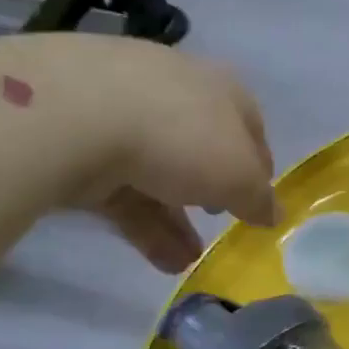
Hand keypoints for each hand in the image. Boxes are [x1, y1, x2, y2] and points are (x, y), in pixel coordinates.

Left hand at [10, 37, 277, 272]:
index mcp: (220, 87)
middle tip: (219, 222)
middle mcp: (173, 90)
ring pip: (156, 171)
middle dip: (211, 191)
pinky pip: (119, 187)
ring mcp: (120, 110)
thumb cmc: (181, 136)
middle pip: (199, 147)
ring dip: (176, 219)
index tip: (260, 201)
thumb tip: (272, 213)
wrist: (75, 114)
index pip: (249, 125)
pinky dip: (142, 223)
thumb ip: (258, 198)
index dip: (259, 165)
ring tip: (187, 261)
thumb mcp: (238, 175)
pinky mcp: (77, 139)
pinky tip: (159, 260)